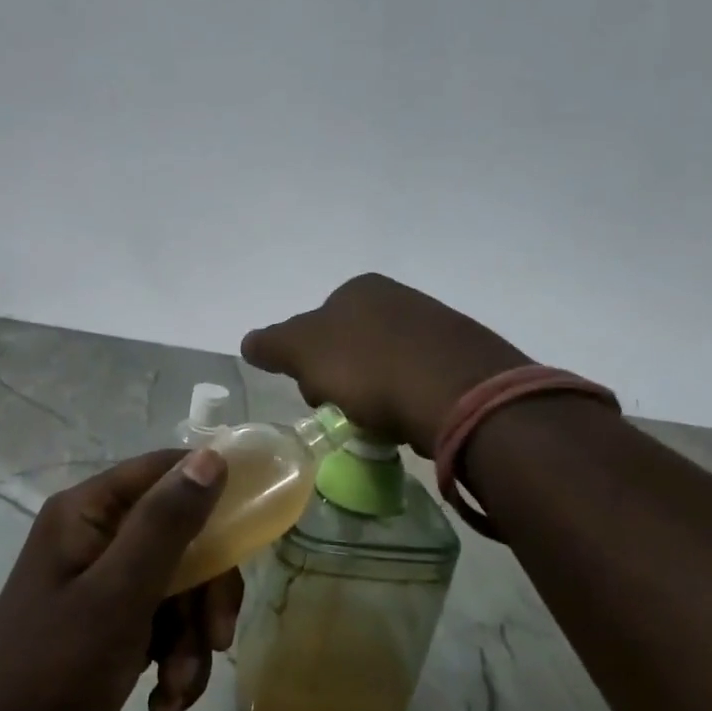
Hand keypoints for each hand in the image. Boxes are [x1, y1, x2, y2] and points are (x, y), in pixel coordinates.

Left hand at [0, 449, 242, 710]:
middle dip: (205, 594)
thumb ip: (165, 525)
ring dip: (190, 641)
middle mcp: (96, 536)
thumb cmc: (50, 672)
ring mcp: (103, 582)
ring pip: (180, 588)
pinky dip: (172, 662)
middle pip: (182, 537)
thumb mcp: (117, 596)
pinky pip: (163, 625)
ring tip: (174, 692)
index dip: (212, 492)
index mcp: (88, 512)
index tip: (252, 531)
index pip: (164, 471)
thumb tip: (212, 458)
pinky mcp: (110, 625)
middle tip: (217, 638)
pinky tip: (162, 705)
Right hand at [242, 273, 527, 457]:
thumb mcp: (304, 352)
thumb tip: (248, 342)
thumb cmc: (368, 367)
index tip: (318, 395)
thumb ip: (273, 344)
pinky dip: (408, 400)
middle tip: (348, 409)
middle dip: (342, 380)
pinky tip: (411, 419)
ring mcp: (434, 325)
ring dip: (375, 394)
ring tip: (382, 421)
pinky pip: (419, 381)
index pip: (315, 328)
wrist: (457, 392)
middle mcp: (397, 297)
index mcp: (358, 289)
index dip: (309, 365)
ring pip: (384, 365)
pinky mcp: (463, 357)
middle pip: (349, 347)